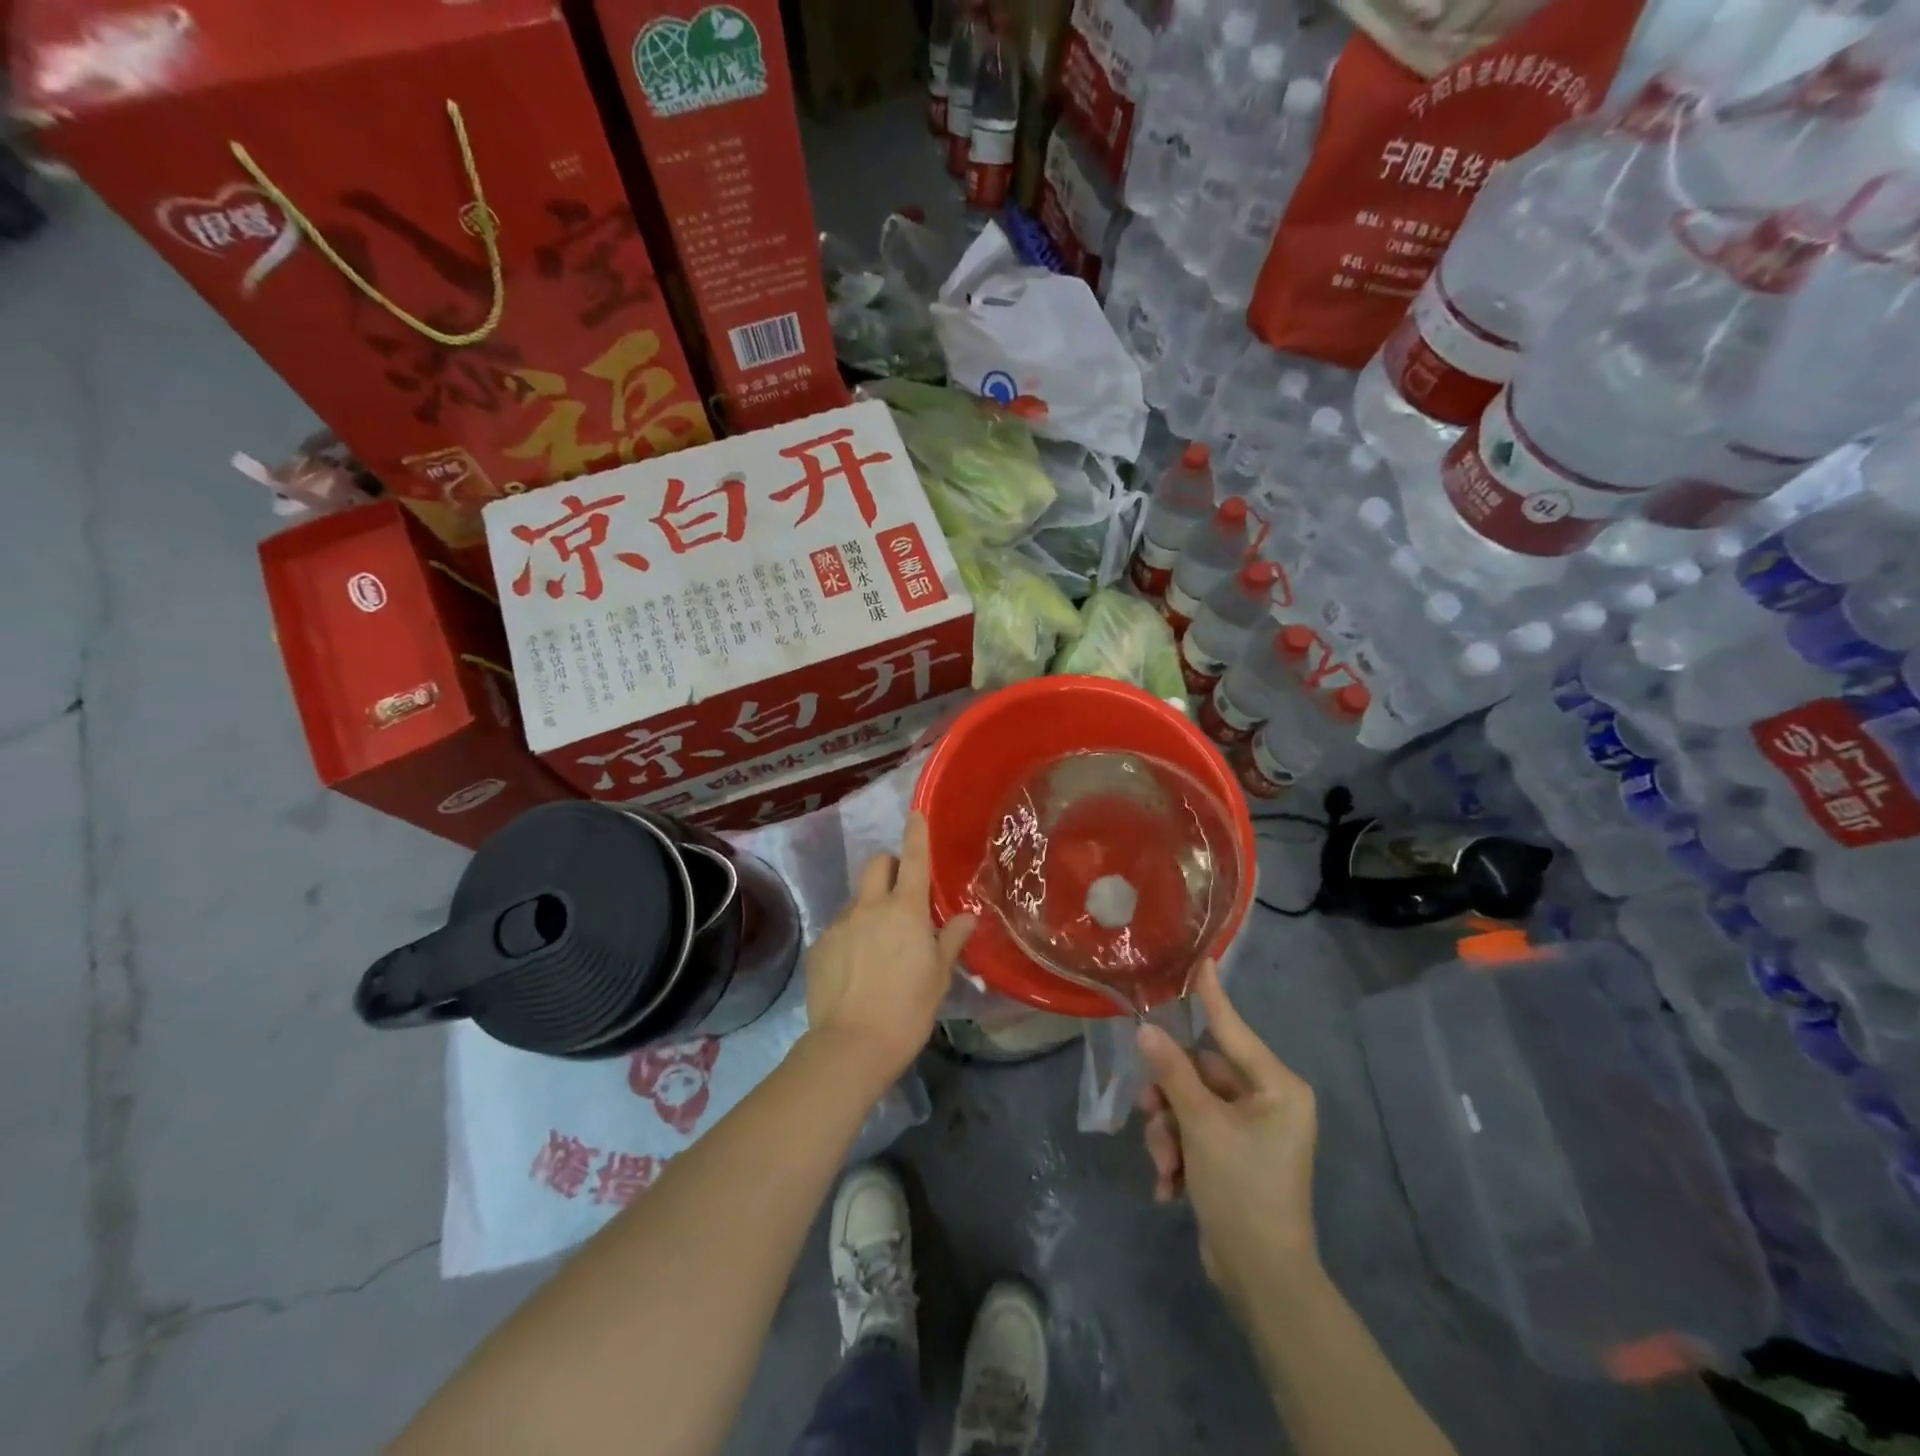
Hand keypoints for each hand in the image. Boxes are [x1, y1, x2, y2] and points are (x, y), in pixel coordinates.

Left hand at [803, 812, 975, 1084]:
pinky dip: (851, 936)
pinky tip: (856, 969)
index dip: (916, 833)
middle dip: (889, 867)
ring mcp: (840, 924)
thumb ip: (951, 940)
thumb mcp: (938, 976)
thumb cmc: (908, 1010)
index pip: (913, 858)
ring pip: (857, 899)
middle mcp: (870, 907)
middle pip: (876, 865)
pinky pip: (839, 928)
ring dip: (870, 907)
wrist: (852, 1045)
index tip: (916, 813)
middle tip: (901, 894)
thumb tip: (967, 917)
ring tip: (878, 945)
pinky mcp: (819, 945)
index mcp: (905, 910)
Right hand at [1136, 959, 1319, 1321]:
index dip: (1212, 997)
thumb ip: (1173, 1073)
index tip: (1201, 961)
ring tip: (1164, 1164)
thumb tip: (1147, 1030)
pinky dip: (1178, 1154)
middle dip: (1169, 1098)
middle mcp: (1268, 1102)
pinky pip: (1195, 1133)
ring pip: (1191, 1105)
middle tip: (1149, 1112)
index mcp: (1277, 1087)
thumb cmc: (1242, 1190)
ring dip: (1169, 1132)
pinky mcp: (1234, 1156)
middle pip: (1200, 1074)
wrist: (1261, 1279)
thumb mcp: (1201, 1126)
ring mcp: (1251, 1131)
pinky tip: (1170, 1186)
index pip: (1233, 1030)